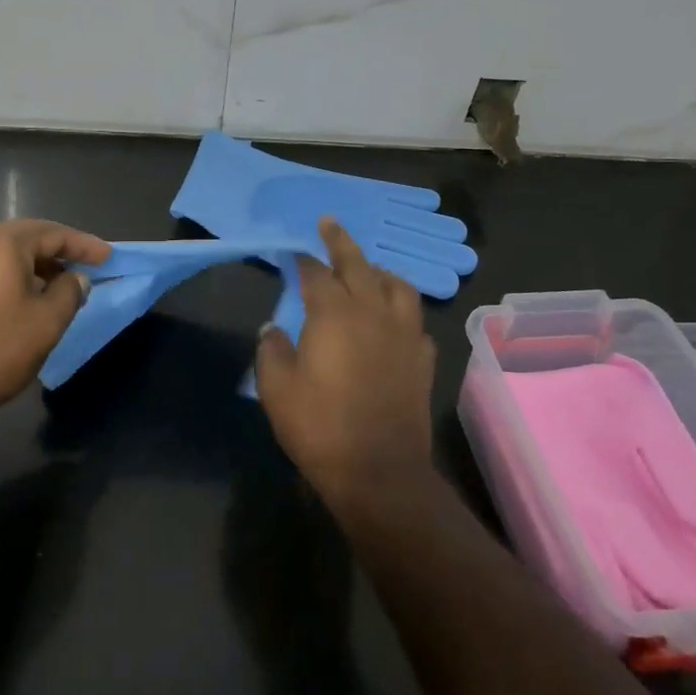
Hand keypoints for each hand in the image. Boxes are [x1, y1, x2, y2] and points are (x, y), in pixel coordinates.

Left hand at [0, 219, 109, 417]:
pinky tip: (19, 302)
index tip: (108, 257)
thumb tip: (75, 278)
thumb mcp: (47, 322)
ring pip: (2, 255)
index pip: (54, 233)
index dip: (84, 245)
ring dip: (32, 266)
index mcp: (2, 244)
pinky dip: (8, 278)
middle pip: (25, 238)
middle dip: (57, 251)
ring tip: (55, 287)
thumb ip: (69, 292)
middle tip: (83, 267)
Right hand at [255, 218, 437, 506]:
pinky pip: (415, 322)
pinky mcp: (423, 360)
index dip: (303, 258)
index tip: (293, 250)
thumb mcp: (277, 389)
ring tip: (369, 271)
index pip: (317, 274)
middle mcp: (373, 313)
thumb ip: (272, 350)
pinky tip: (393, 322)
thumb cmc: (320, 427)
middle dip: (341, 241)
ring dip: (380, 272)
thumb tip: (273, 329)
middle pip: (359, 265)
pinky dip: (401, 312)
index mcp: (334, 314)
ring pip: (398, 287)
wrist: (379, 472)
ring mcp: (404, 335)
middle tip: (329, 223)